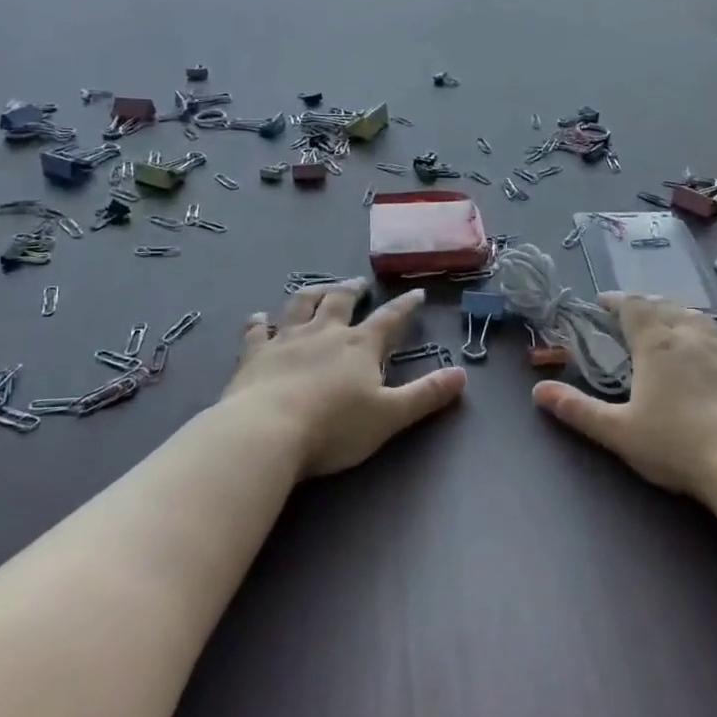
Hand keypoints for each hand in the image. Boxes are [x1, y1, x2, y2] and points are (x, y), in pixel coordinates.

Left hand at [221, 282, 464, 477]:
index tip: (416, 293)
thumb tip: (462, 374)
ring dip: (311, 294)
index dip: (405, 306)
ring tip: (318, 289)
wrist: (267, 432)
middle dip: (352, 290)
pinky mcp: (253, 355)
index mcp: (360, 345)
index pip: (390, 318)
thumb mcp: (390, 415)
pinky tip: (258, 317)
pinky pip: (256, 331)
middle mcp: (324, 333)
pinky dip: (259, 322)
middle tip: (358, 283)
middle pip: (340, 301)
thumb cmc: (334, 427)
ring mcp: (286, 340)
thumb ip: (426, 394)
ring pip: (300, 306)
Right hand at [533, 293, 716, 510]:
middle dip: (642, 304)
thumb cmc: (677, 443)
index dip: (615, 300)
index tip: (600, 304)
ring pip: (693, 316)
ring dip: (672, 313)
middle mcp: (689, 335)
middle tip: (627, 316)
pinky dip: (696, 333)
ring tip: (663, 326)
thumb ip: (577, 409)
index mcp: (656, 342)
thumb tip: (538, 391)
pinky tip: (698, 354)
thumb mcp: (618, 431)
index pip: (633, 304)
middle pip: (664, 304)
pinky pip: (713, 336)